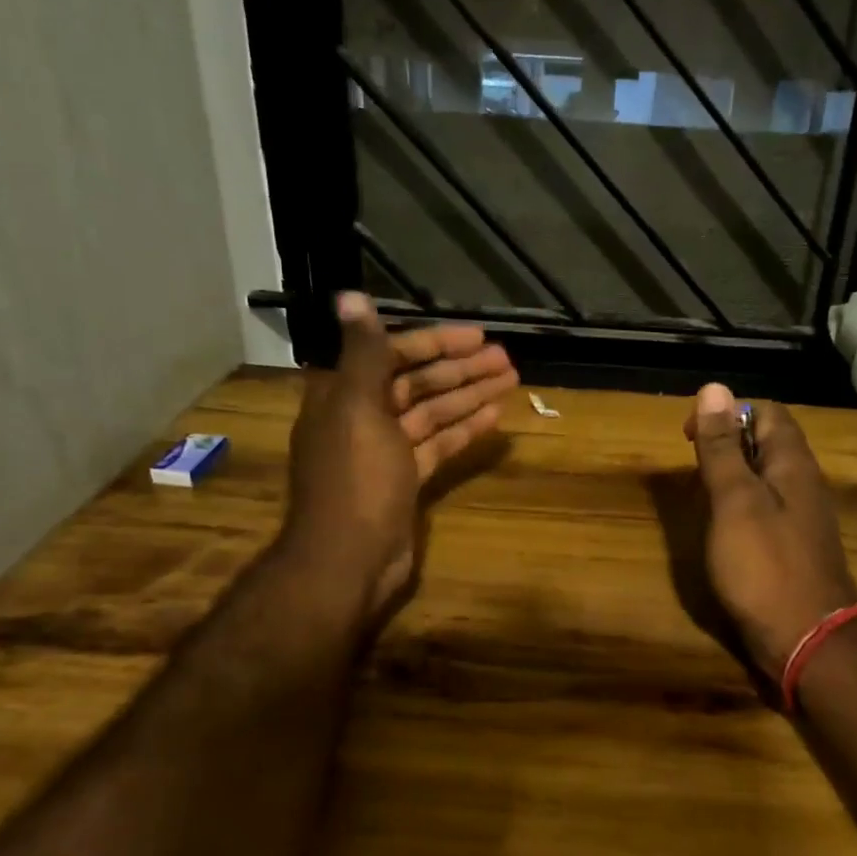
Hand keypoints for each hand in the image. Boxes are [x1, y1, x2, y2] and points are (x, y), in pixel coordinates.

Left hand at [282, 293, 516, 619]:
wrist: (348, 559)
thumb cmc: (354, 479)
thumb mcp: (357, 408)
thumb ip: (364, 353)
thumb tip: (350, 296)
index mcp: (345, 395)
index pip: (394, 355)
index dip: (436, 344)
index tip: (478, 337)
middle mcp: (363, 418)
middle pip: (418, 384)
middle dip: (461, 370)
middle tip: (506, 359)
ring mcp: (386, 452)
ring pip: (433, 414)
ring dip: (469, 396)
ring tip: (511, 380)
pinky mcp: (406, 481)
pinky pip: (438, 446)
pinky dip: (464, 431)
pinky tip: (494, 418)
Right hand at [684, 383, 856, 679]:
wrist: (808, 640)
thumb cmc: (765, 565)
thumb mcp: (734, 500)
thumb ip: (723, 447)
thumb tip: (713, 388)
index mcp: (792, 463)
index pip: (767, 411)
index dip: (729, 411)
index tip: (693, 435)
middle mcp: (804, 483)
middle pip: (768, 443)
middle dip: (728, 443)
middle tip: (693, 467)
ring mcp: (803, 518)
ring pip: (766, 477)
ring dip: (733, 476)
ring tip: (701, 494)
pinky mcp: (795, 548)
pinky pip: (767, 510)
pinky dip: (741, 507)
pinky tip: (723, 529)